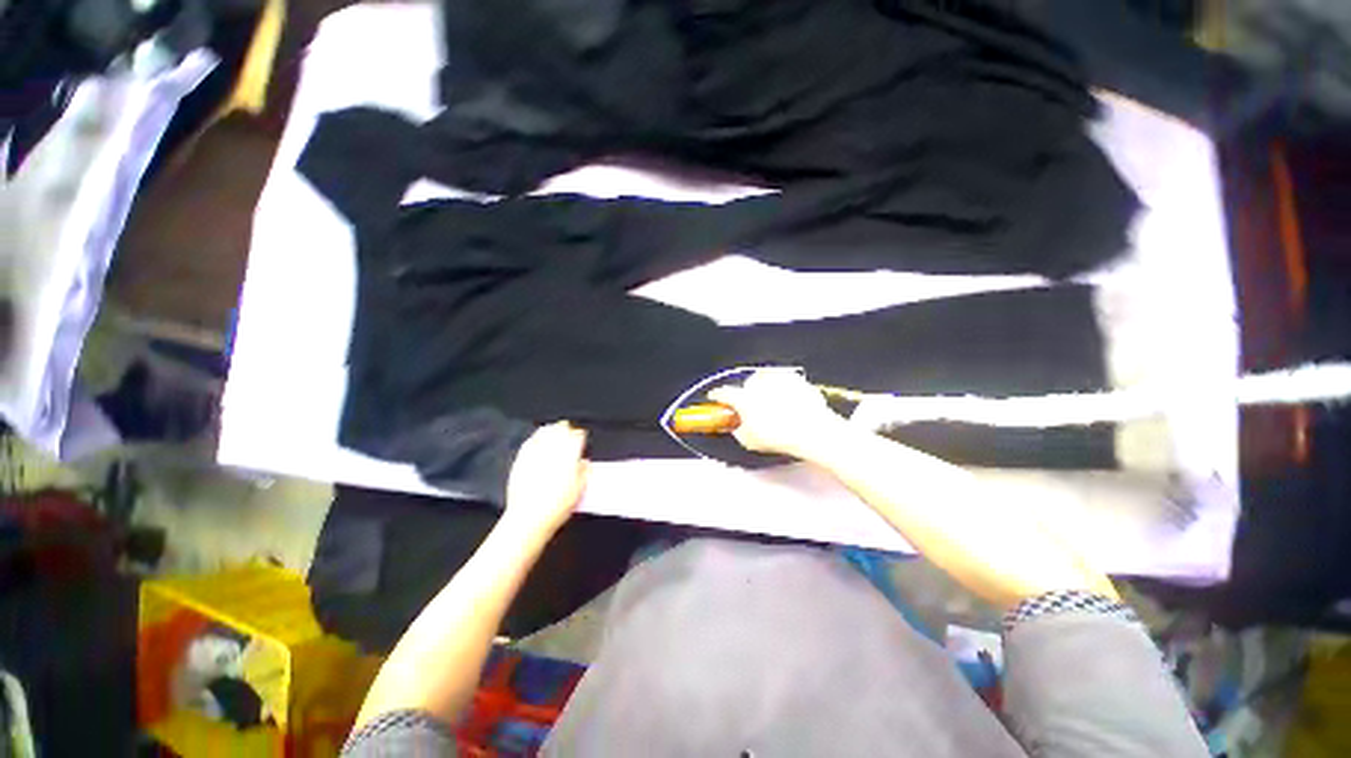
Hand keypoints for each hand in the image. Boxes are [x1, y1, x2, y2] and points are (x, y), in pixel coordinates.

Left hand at [505, 422, 589, 536]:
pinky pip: (529, 442)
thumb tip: (584, 462)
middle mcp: (553, 449)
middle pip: (561, 429)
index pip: (577, 436)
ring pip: (544, 432)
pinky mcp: (521, 459)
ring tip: (554, 432)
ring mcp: (535, 452)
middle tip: (569, 432)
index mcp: (570, 454)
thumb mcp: (580, 490)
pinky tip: (537, 441)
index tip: (582, 438)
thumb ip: (585, 472)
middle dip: (566, 429)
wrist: (529, 517)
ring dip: (551, 430)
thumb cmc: (559, 505)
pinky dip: (535, 438)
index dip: (580, 436)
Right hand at [708, 368, 846, 459]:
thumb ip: (739, 431)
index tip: (716, 398)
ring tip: (772, 403)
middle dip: (747, 393)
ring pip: (765, 378)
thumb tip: (738, 427)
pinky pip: (783, 380)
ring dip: (764, 388)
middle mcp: (757, 382)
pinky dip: (783, 388)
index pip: (723, 393)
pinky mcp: (795, 378)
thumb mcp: (750, 441)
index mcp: (743, 397)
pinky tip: (788, 401)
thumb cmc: (779, 436)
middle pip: (746, 384)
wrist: (813, 430)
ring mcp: (777, 377)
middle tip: (752, 407)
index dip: (717, 396)